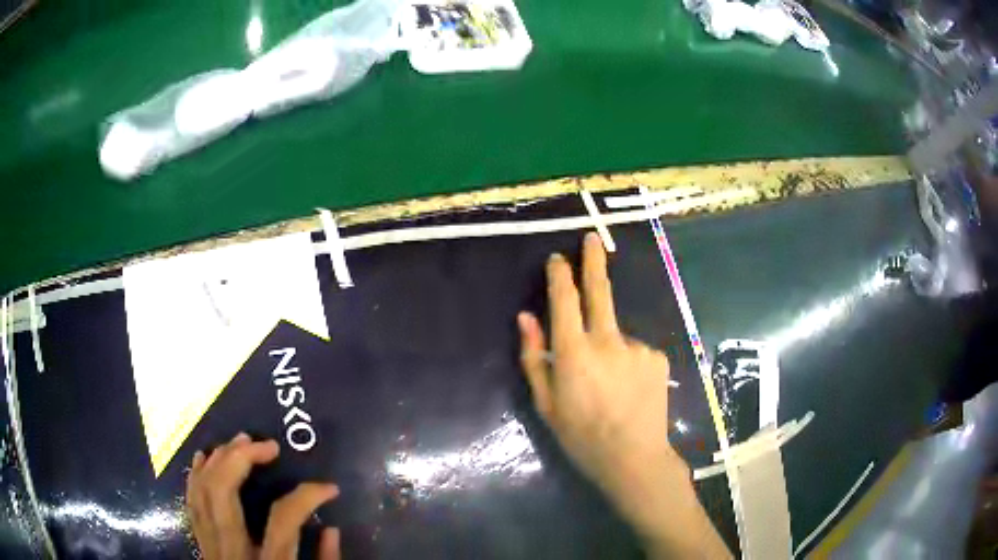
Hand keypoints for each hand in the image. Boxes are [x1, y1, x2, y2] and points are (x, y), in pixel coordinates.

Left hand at [186, 433, 340, 559]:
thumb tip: (331, 527)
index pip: (283, 519)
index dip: (307, 495)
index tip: (329, 488)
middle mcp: (232, 551)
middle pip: (224, 493)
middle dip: (242, 460)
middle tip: (267, 445)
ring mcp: (210, 545)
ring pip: (202, 491)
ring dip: (218, 459)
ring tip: (240, 441)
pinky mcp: (201, 544)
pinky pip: (191, 502)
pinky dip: (195, 476)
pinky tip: (203, 457)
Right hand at [518, 233, 729, 558]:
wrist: (634, 458)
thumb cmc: (581, 436)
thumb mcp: (545, 403)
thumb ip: (534, 356)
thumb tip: (526, 317)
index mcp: (574, 353)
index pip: (565, 300)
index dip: (561, 275)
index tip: (558, 258)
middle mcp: (607, 341)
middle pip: (600, 292)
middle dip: (593, 261)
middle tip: (592, 239)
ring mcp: (637, 347)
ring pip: (616, 335)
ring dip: (609, 347)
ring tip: (610, 387)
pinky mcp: (657, 357)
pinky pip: (635, 351)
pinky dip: (627, 362)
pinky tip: (628, 390)